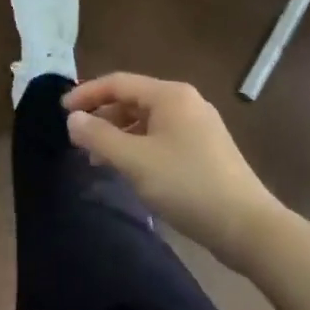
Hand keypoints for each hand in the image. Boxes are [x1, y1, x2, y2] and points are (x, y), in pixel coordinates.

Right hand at [64, 75, 275, 269]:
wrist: (248, 227)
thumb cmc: (187, 185)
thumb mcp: (135, 161)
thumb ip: (99, 136)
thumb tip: (72, 119)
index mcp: (170, 95)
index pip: (118, 83)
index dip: (87, 95)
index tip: (62, 112)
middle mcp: (185, 102)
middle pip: (132, 100)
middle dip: (102, 117)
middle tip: (78, 140)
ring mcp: (198, 126)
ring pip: (146, 121)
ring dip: (119, 135)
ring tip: (98, 159)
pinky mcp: (205, 150)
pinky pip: (161, 137)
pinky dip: (138, 147)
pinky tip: (129, 170)